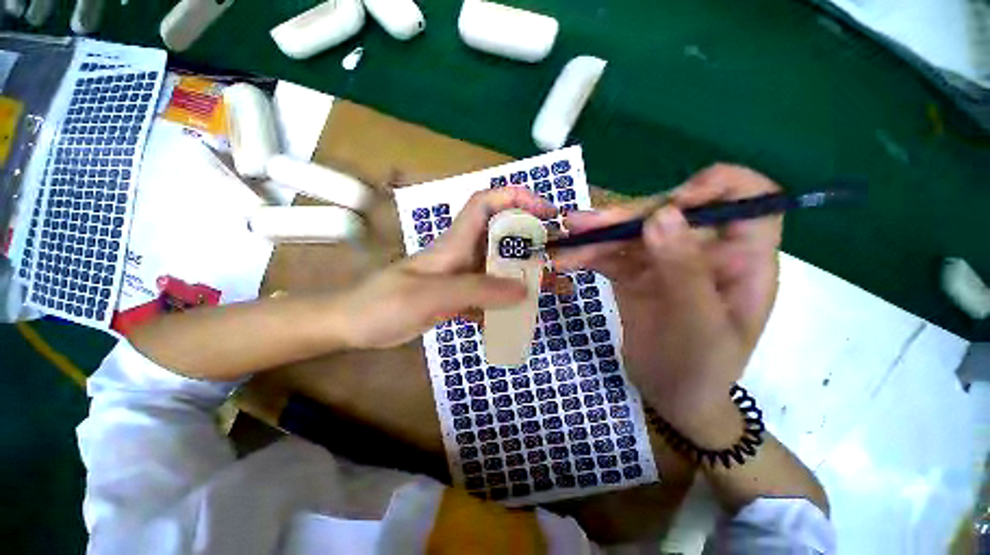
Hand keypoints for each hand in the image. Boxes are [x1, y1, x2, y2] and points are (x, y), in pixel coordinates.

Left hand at [336, 187, 556, 349]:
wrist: (354, 325)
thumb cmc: (383, 303)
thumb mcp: (430, 296)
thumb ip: (476, 291)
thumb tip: (524, 289)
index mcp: (455, 243)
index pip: (485, 203)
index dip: (515, 198)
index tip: (544, 212)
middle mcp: (463, 255)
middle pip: (503, 239)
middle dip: (533, 243)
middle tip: (562, 260)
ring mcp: (462, 277)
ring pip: (501, 269)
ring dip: (526, 276)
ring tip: (553, 290)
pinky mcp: (459, 297)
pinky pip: (491, 294)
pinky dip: (508, 301)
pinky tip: (523, 314)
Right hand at [554, 164, 781, 444]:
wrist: (671, 395)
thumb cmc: (699, 368)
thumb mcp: (698, 325)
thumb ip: (683, 270)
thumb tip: (661, 214)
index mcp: (742, 260)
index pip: (751, 198)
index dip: (716, 187)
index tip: (674, 204)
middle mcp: (706, 252)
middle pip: (671, 213)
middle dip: (627, 217)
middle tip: (583, 226)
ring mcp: (667, 261)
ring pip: (634, 233)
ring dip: (598, 235)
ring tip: (567, 241)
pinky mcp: (638, 274)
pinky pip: (614, 255)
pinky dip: (590, 256)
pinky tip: (568, 261)